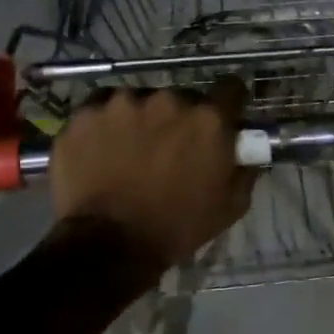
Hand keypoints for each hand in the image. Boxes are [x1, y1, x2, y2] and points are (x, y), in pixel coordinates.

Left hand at [51, 78, 257, 267]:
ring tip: (129, 151)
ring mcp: (122, 103)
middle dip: (179, 118)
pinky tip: (100, 149)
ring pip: (138, 102)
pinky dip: (103, 125)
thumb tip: (247, 152)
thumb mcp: (230, 206)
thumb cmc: (177, 227)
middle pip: (181, 97)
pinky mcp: (86, 114)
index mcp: (208, 119)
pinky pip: (100, 109)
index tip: (222, 116)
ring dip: (139, 120)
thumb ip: (244, 169)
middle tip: (169, 147)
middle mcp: (168, 100)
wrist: (110, 246)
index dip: (228, 102)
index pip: (230, 88)